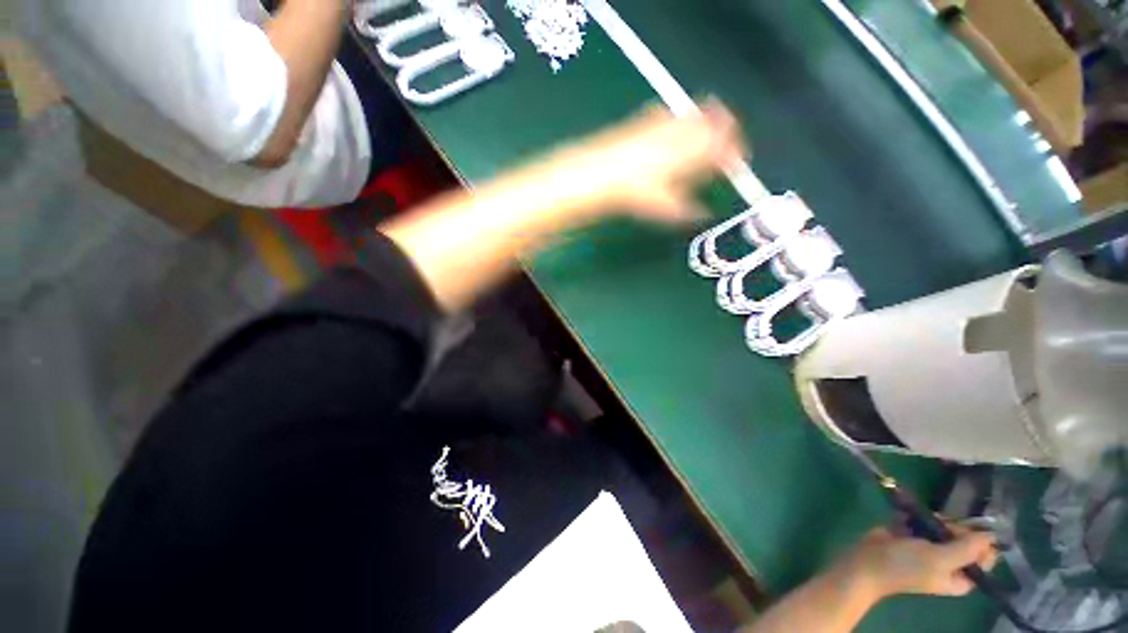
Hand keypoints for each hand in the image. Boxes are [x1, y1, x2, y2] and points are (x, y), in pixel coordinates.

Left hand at [542, 99, 746, 223]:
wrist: (604, 173)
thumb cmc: (640, 193)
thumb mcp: (668, 209)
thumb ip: (689, 210)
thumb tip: (704, 213)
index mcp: (699, 148)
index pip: (728, 143)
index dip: (736, 152)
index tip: (736, 163)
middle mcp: (687, 128)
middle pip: (718, 118)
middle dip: (725, 131)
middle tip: (722, 149)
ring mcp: (666, 119)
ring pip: (697, 113)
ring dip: (704, 124)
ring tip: (699, 143)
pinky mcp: (647, 117)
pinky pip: (672, 115)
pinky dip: (680, 122)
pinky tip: (670, 137)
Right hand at [840, 526, 998, 599]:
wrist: (867, 561)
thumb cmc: (906, 566)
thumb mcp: (939, 559)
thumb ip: (967, 549)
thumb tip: (991, 536)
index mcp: (961, 577)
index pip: (984, 558)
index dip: (979, 541)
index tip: (965, 531)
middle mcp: (950, 563)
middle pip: (965, 539)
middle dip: (954, 528)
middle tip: (940, 525)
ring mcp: (931, 549)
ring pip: (944, 528)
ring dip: (934, 521)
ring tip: (920, 520)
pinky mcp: (913, 537)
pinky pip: (924, 523)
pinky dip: (918, 517)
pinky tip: (907, 517)